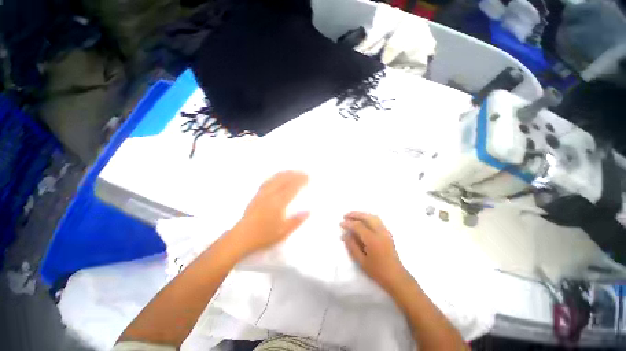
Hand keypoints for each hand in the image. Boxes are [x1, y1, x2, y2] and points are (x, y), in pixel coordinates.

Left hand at [229, 171, 309, 256]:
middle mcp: (270, 195)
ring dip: (285, 173)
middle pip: (284, 180)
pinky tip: (277, 176)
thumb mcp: (283, 232)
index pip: (292, 187)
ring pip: (275, 178)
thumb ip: (296, 221)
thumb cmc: (264, 236)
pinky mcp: (256, 195)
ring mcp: (262, 193)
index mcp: (278, 203)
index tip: (308, 177)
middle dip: (295, 174)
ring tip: (293, 171)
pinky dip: (275, 176)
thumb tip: (308, 211)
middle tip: (303, 172)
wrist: (242, 237)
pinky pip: (267, 181)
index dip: (301, 181)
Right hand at [341, 212, 407, 290]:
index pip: (358, 226)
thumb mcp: (361, 261)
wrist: (396, 277)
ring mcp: (385, 232)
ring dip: (362, 214)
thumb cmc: (377, 271)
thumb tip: (345, 235)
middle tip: (345, 216)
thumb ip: (352, 246)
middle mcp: (380, 232)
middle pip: (366, 217)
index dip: (348, 224)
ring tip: (353, 216)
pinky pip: (377, 220)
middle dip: (355, 214)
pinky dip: (368, 217)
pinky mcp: (388, 233)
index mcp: (372, 240)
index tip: (341, 223)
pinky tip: (363, 220)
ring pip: (373, 217)